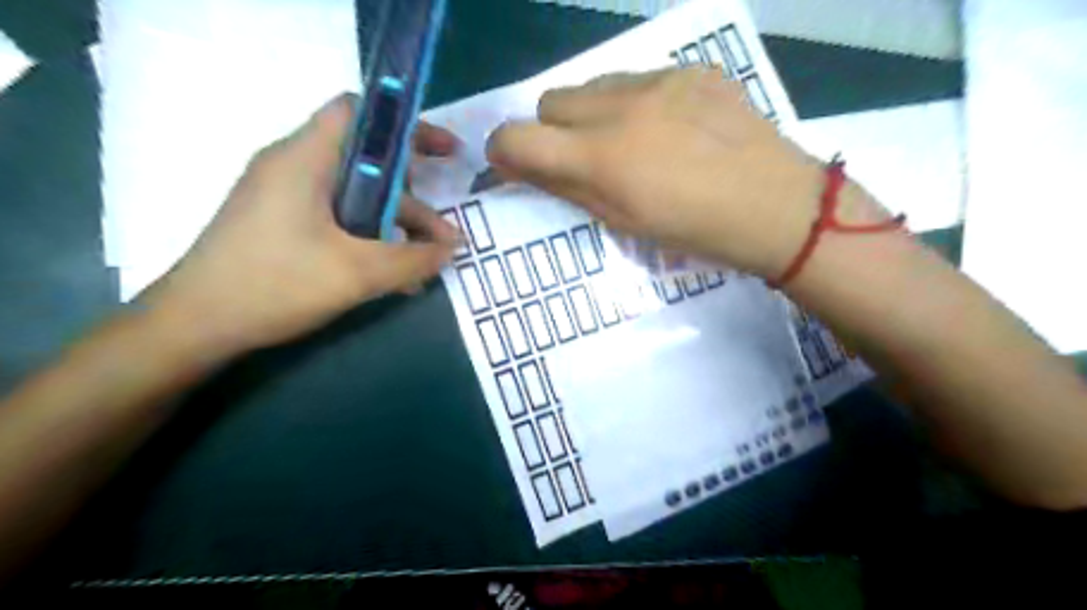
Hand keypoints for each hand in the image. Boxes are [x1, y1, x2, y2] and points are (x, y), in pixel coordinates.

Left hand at [140, 93, 463, 356]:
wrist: (195, 325)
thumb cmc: (273, 285)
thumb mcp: (356, 273)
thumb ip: (412, 259)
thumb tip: (452, 249)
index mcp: (304, 160)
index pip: (359, 113)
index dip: (406, 125)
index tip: (444, 152)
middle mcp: (294, 168)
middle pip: (366, 160)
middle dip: (413, 191)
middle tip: (443, 222)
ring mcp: (286, 198)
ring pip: (356, 196)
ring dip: (397, 223)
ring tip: (430, 258)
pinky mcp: (283, 224)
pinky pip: (340, 219)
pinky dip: (372, 237)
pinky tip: (396, 272)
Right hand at [490, 67, 885, 277]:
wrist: (775, 206)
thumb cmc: (694, 231)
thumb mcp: (623, 222)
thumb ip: (567, 188)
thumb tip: (521, 166)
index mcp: (602, 157)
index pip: (518, 137)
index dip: (505, 151)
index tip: (516, 163)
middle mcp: (622, 107)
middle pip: (551, 101)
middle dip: (554, 131)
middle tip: (585, 159)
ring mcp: (660, 80)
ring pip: (593, 86)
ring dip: (594, 113)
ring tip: (633, 142)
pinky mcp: (692, 70)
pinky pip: (640, 78)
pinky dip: (638, 103)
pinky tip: (671, 128)